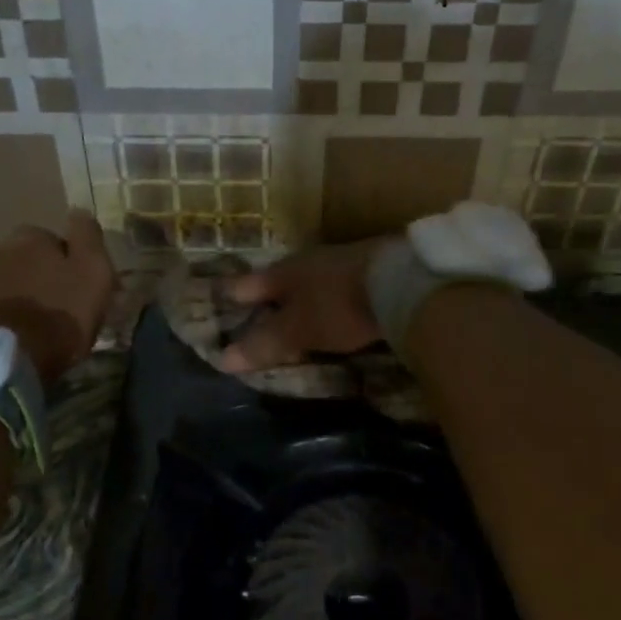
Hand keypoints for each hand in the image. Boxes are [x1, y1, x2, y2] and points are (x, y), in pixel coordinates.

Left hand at [0, 211, 115, 384]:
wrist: (3, 361)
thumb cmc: (58, 313)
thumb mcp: (93, 271)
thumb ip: (88, 236)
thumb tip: (78, 210)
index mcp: (30, 235)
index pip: (56, 240)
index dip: (70, 263)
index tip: (80, 287)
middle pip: (27, 258)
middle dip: (40, 275)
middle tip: (57, 306)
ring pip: (7, 280)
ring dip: (20, 294)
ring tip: (33, 324)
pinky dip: (2, 313)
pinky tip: (13, 333)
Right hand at [219, 240, 389, 371]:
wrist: (400, 280)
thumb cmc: (337, 305)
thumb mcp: (297, 330)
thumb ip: (264, 343)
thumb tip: (222, 359)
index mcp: (285, 271)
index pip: (248, 285)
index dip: (232, 296)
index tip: (220, 303)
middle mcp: (310, 260)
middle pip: (282, 280)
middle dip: (271, 297)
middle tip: (259, 313)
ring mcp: (344, 262)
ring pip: (314, 282)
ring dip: (305, 298)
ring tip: (299, 315)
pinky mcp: (373, 270)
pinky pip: (341, 288)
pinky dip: (333, 301)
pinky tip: (339, 312)